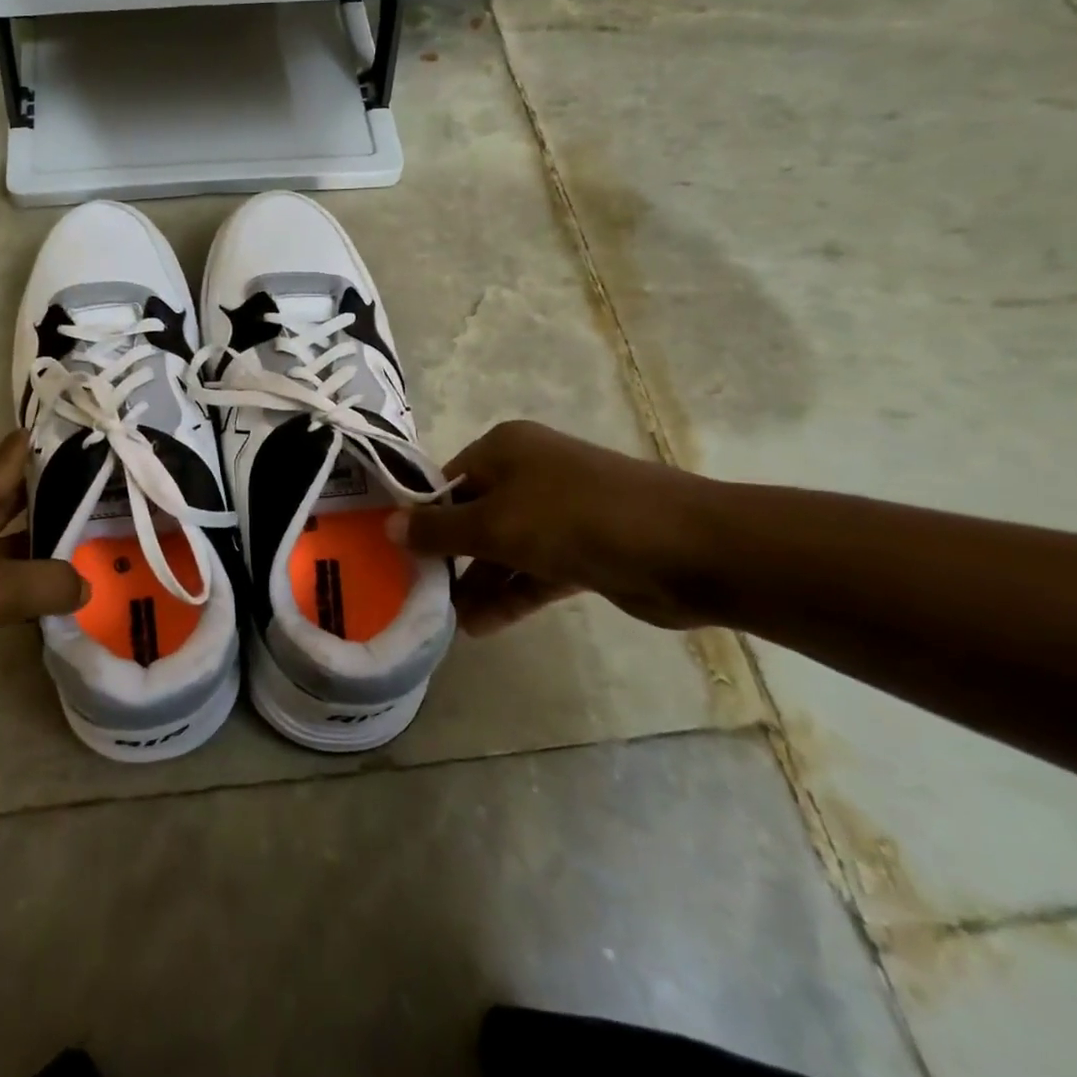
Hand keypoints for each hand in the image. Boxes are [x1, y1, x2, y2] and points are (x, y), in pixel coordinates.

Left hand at [0, 433, 86, 708]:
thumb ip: (43, 584)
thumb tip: (85, 583)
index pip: (9, 461)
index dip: (40, 445)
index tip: (77, 431)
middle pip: (9, 502)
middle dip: (50, 496)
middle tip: (99, 493)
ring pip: (0, 546)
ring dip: (36, 546)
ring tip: (85, 546)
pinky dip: (16, 586)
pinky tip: (43, 599)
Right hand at [393, 421, 706, 635]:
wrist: (689, 549)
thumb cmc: (576, 519)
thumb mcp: (495, 524)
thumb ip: (438, 530)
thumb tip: (387, 526)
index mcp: (505, 449)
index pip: (446, 481)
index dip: (420, 517)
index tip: (396, 554)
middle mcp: (529, 473)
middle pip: (473, 515)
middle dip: (448, 556)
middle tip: (418, 592)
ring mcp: (560, 512)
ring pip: (504, 547)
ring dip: (478, 582)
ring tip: (447, 621)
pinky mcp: (584, 550)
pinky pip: (534, 571)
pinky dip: (510, 594)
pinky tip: (481, 627)